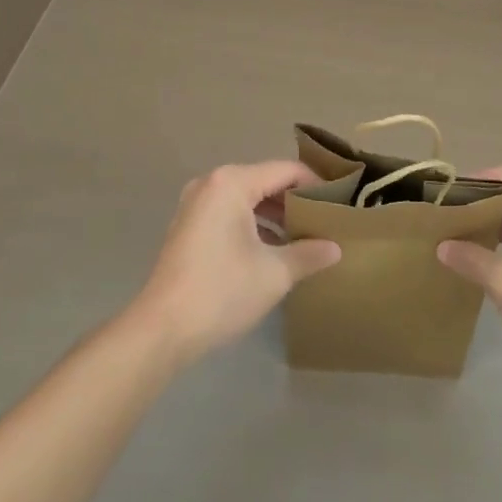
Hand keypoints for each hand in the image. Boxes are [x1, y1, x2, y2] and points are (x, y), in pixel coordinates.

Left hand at [132, 161, 340, 362]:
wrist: (161, 330)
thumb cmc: (221, 291)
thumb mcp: (274, 273)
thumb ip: (308, 254)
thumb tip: (335, 248)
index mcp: (232, 182)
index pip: (286, 171)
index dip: (316, 184)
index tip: (340, 202)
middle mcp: (212, 183)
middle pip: (265, 181)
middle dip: (295, 200)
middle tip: (326, 220)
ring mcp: (196, 203)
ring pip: (247, 198)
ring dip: (275, 214)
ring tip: (304, 236)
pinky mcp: (188, 225)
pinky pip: (230, 212)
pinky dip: (253, 224)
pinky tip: (273, 248)